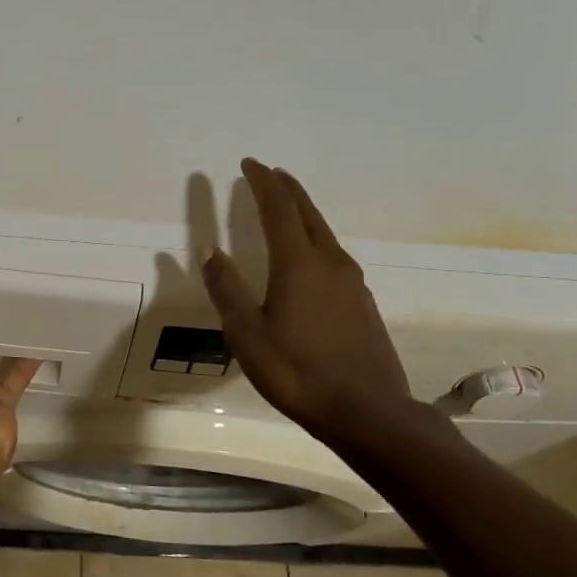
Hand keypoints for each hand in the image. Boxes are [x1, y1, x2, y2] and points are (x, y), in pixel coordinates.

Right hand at [200, 159, 414, 444]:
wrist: (368, 412)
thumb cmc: (298, 372)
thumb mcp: (247, 334)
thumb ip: (226, 289)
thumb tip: (208, 248)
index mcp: (299, 264)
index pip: (278, 209)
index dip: (262, 183)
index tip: (249, 164)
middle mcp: (329, 263)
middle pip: (307, 212)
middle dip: (286, 189)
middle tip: (269, 173)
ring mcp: (351, 282)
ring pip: (323, 232)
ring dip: (302, 212)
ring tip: (286, 206)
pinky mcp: (362, 302)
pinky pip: (333, 254)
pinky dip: (314, 238)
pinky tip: (309, 255)